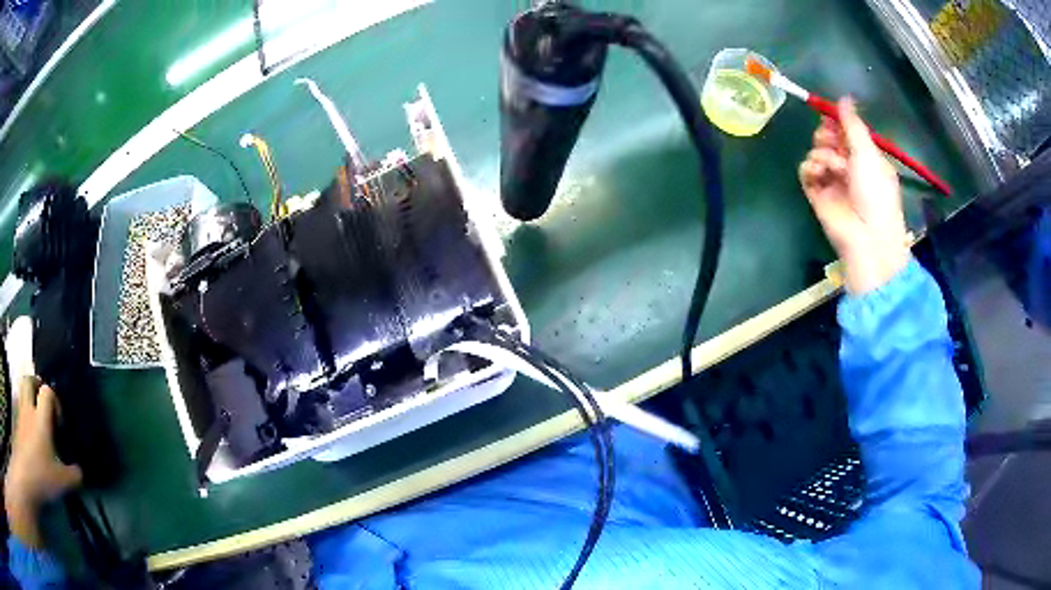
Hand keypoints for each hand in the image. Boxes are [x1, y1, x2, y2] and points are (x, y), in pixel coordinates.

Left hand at [4, 379, 81, 547]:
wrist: (27, 473)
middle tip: (42, 398)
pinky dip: (23, 407)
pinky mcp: (17, 423)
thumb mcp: (61, 482)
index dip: (54, 400)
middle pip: (29, 380)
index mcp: (41, 418)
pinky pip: (19, 405)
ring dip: (27, 391)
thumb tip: (80, 472)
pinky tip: (27, 424)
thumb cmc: (42, 474)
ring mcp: (21, 414)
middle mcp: (29, 409)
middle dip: (35, 383)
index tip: (59, 419)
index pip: (47, 392)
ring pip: (21, 388)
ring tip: (33, 405)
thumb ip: (72, 476)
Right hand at [799, 97, 909, 294]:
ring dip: (821, 154)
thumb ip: (853, 124)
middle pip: (829, 140)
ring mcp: (833, 181)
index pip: (848, 133)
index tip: (829, 115)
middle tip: (829, 141)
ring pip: (817, 153)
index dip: (838, 122)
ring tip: (828, 165)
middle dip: (827, 136)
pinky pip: (807, 171)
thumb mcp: (868, 153)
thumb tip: (844, 97)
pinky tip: (817, 173)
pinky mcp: (817, 194)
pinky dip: (809, 168)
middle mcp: (849, 167)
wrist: (867, 237)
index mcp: (867, 158)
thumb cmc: (875, 192)